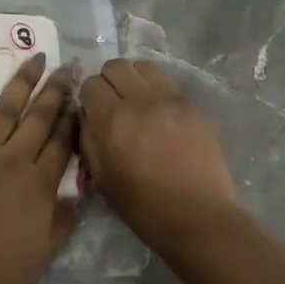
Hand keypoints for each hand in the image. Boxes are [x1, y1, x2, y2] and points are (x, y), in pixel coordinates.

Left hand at [0, 53, 79, 283]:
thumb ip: (63, 222)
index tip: (81, 96)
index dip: (74, 118)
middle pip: (39, 118)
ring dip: (21, 82)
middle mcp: (13, 159)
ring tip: (34, 58)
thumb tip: (78, 197)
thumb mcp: (42, 254)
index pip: (63, 143)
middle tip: (66, 66)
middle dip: (55, 90)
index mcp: (39, 184)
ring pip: (5, 109)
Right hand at [79, 58, 240, 253]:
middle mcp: (140, 101)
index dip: (88, 98)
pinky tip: (160, 111)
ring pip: (143, 67)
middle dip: (109, 82)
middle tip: (113, 103)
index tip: (93, 112)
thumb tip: (87, 115)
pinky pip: (167, 82)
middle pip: (115, 66)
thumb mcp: (101, 178)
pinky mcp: (192, 105)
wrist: (197, 217)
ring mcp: (170, 99)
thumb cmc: (143, 207)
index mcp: (112, 122)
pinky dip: (157, 89)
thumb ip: (88, 139)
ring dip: (134, 79)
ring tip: (137, 101)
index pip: (90, 84)